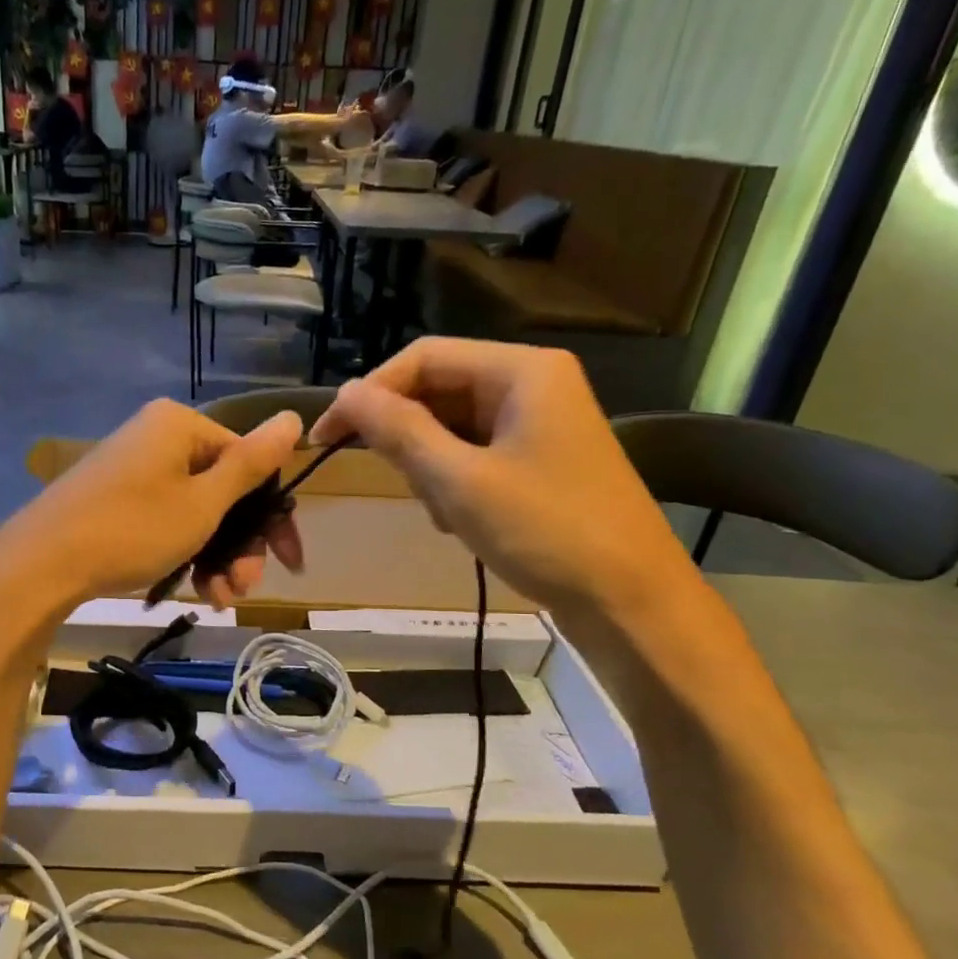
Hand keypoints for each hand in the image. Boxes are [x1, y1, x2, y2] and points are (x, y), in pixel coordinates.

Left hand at [0, 400, 305, 611]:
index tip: (288, 563)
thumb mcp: (203, 502)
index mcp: (181, 425)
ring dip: (217, 557)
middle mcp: (158, 438)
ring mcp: (134, 469)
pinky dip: (185, 553)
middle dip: (240, 545)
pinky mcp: (116, 499)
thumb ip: (250, 464)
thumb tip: (293, 416)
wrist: (41, 564)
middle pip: (222, 491)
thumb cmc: (133, 529)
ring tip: (220, 599)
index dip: (273, 516)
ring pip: (196, 512)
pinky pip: (167, 520)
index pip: (249, 463)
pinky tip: (196, 591)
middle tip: (245, 588)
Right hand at [309, 339, 699, 622]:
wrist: (631, 601)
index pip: (423, 358)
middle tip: (393, 482)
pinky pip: (474, 452)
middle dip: (406, 435)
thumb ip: (399, 432)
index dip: (368, 392)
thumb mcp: (460, 481)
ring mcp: (539, 422)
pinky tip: (458, 519)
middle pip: (438, 389)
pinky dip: (453, 481)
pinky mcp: (539, 458)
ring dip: (429, 465)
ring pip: (452, 426)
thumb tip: (345, 395)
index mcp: (521, 371)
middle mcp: (532, 384)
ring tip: (440, 511)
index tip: (326, 436)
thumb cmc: (547, 532)